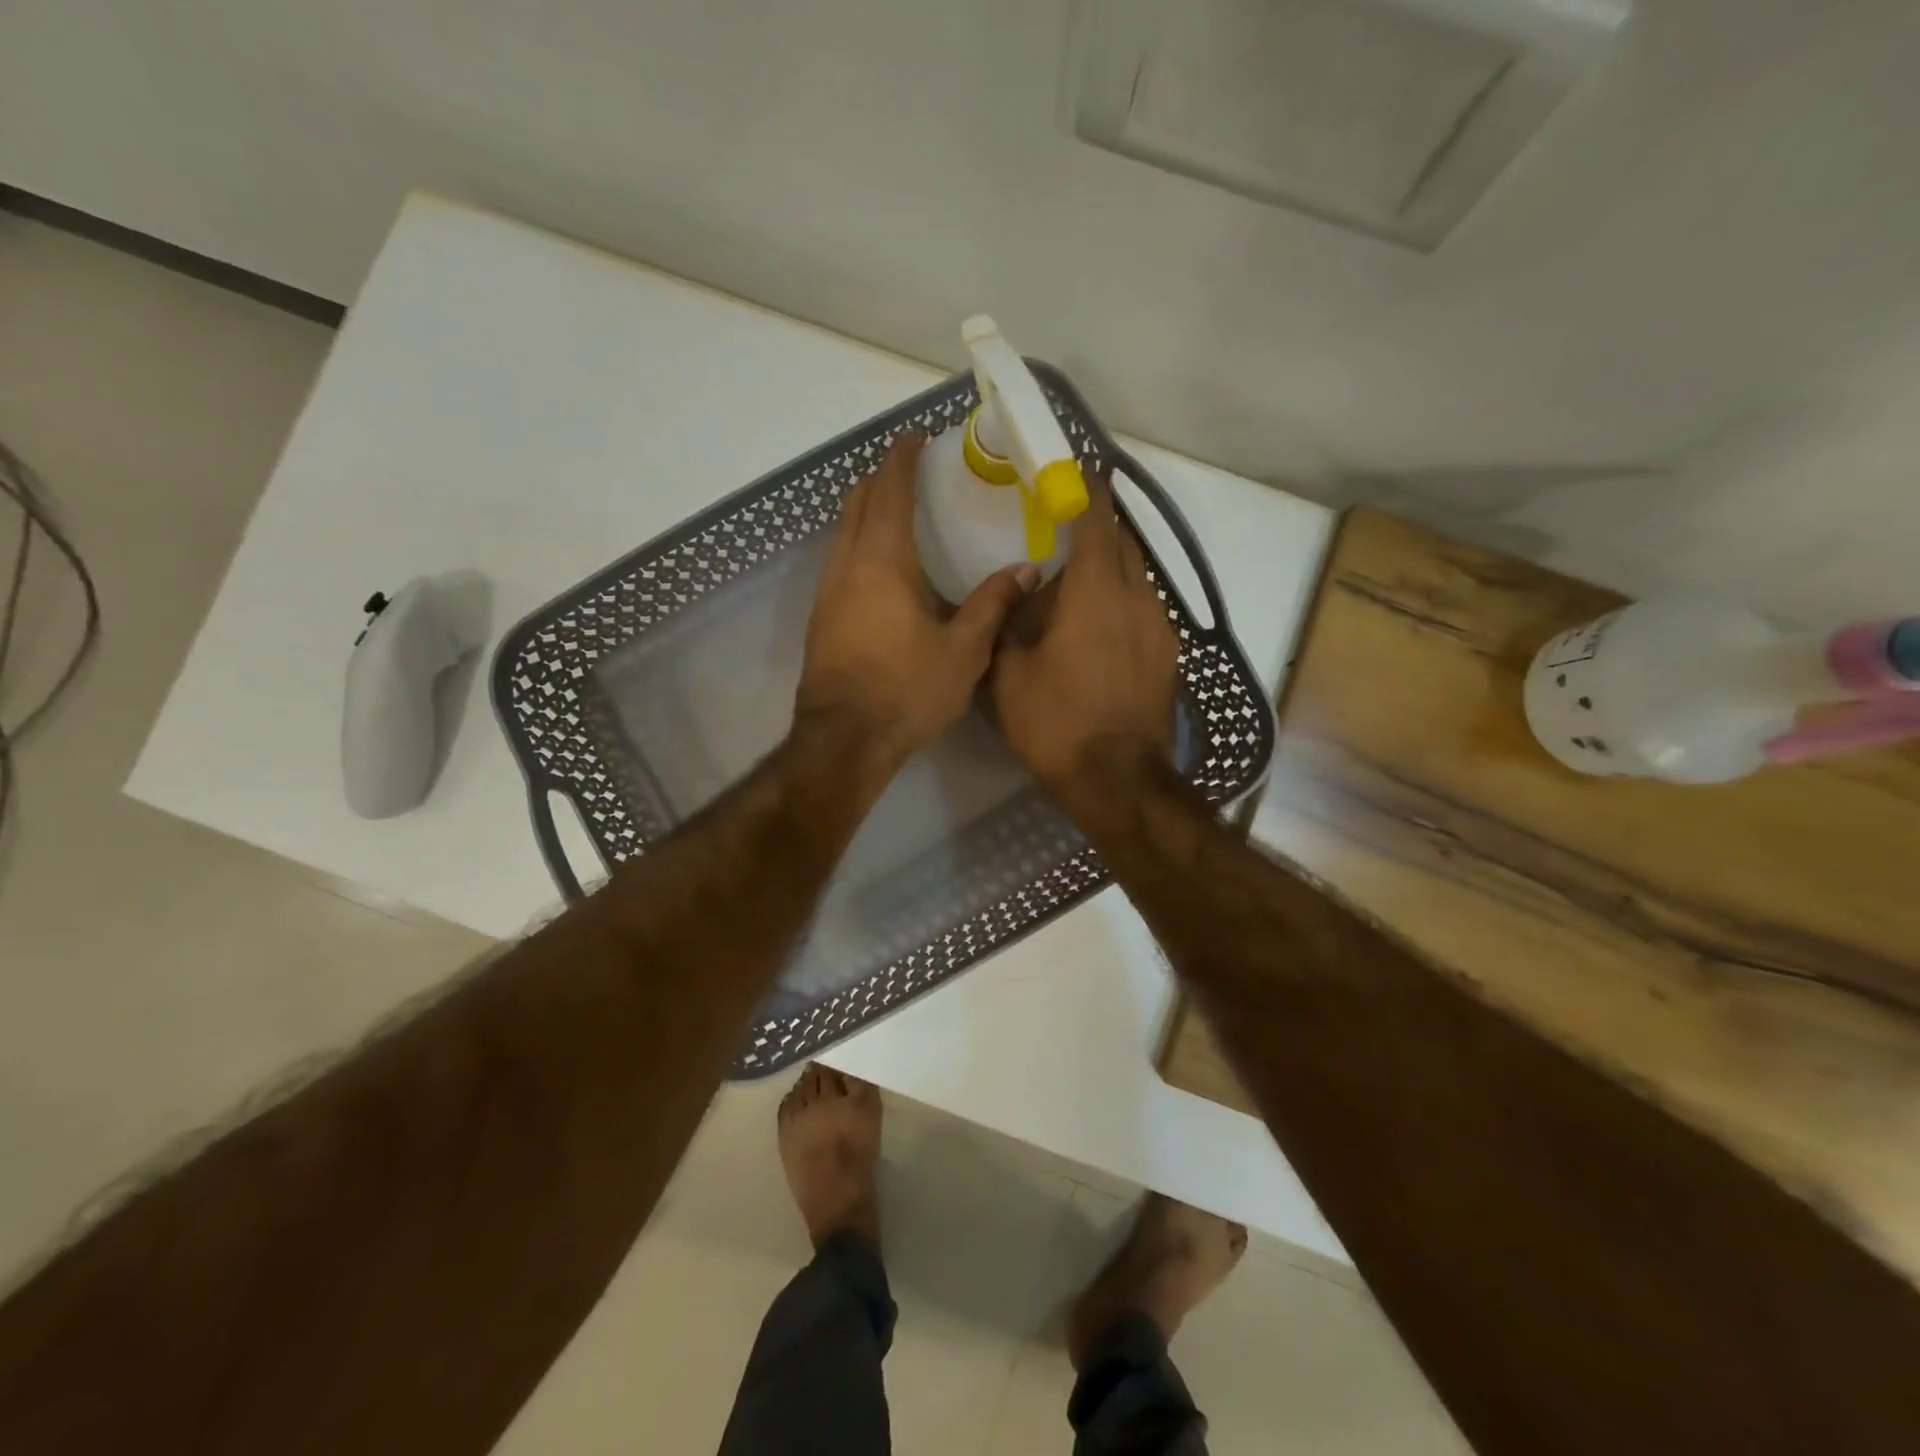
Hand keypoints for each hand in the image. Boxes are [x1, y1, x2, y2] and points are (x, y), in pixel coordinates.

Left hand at [797, 434, 1036, 784]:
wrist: (845, 739)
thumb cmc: (907, 690)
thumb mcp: (963, 651)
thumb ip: (993, 604)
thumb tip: (1026, 570)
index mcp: (883, 562)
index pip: (889, 492)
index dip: (901, 460)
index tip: (915, 438)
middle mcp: (847, 565)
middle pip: (856, 503)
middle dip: (879, 479)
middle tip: (907, 471)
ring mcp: (827, 592)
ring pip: (842, 532)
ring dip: (865, 511)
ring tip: (895, 512)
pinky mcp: (820, 618)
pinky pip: (838, 560)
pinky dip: (857, 542)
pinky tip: (880, 566)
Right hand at [991, 475, 1178, 803]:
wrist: (1118, 780)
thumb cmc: (1057, 722)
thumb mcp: (1009, 675)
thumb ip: (1009, 625)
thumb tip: (1018, 595)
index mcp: (1097, 592)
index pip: (1098, 521)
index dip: (1088, 491)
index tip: (1076, 472)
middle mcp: (1138, 598)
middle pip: (1124, 545)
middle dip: (1098, 531)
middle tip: (1064, 533)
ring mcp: (1161, 628)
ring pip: (1137, 579)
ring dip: (1110, 572)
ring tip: (1076, 589)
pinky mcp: (1168, 656)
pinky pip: (1144, 610)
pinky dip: (1121, 604)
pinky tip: (1097, 630)